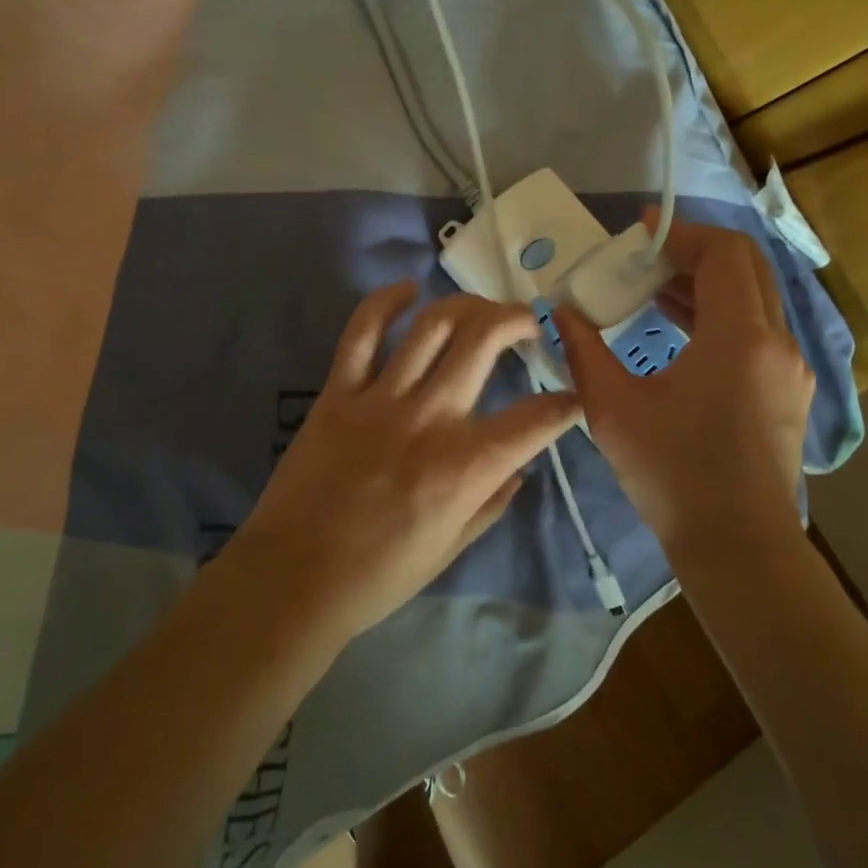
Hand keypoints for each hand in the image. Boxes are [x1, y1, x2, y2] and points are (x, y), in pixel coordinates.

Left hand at [219, 283, 580, 646]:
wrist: (294, 577)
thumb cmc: (379, 574)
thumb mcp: (452, 548)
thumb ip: (491, 501)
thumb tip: (518, 467)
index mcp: (466, 467)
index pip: (536, 419)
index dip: (567, 402)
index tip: (573, 395)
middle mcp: (430, 418)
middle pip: (484, 340)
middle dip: (519, 320)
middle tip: (529, 323)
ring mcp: (381, 398)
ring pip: (432, 324)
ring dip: (466, 305)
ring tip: (481, 309)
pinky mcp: (338, 392)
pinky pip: (362, 332)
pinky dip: (385, 302)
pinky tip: (408, 290)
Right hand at [554, 213, 813, 554]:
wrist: (737, 545)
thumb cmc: (672, 474)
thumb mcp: (612, 408)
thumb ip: (583, 349)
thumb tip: (561, 311)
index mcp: (739, 336)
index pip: (722, 253)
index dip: (680, 232)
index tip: (640, 230)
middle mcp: (777, 341)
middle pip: (746, 266)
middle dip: (694, 252)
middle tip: (645, 258)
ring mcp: (791, 367)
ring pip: (755, 297)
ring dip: (708, 283)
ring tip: (653, 289)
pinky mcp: (789, 390)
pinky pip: (759, 328)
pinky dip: (722, 313)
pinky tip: (680, 329)